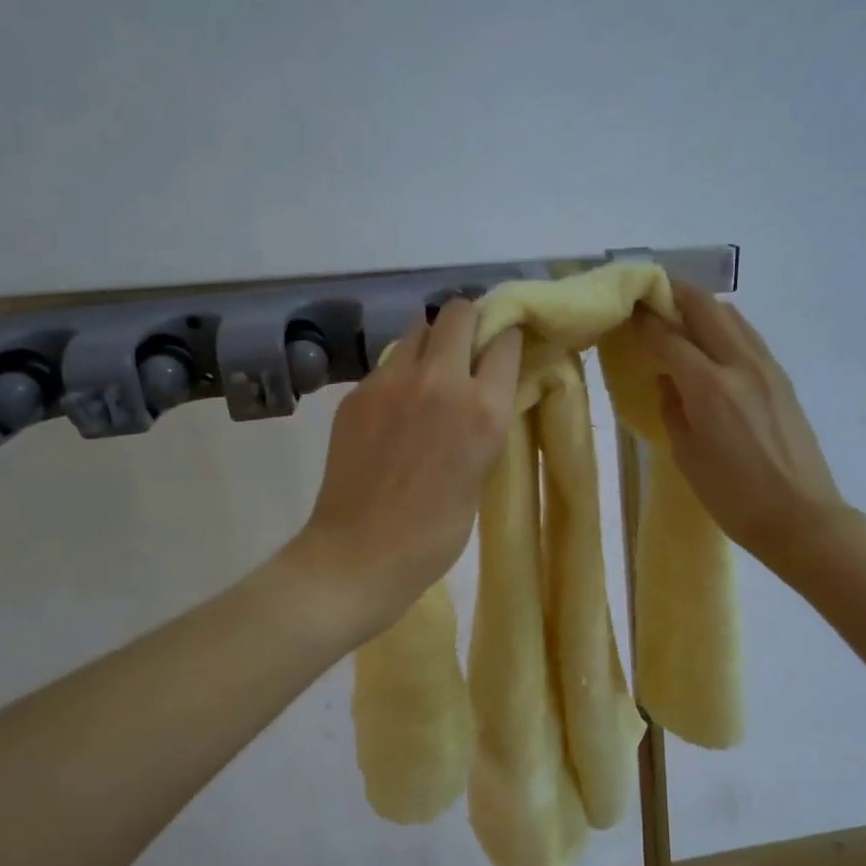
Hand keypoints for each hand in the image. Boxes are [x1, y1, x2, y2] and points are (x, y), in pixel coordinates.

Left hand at [292, 298, 521, 639]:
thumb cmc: (434, 533)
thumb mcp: (479, 475)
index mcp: (483, 409)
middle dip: (469, 322)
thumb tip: (481, 395)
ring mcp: (393, 381)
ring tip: (429, 374)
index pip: (504, 340)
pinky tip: (396, 406)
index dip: (506, 340)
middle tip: (467, 349)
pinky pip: (389, 363)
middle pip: (459, 312)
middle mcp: (441, 381)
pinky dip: (401, 372)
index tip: (503, 348)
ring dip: (432, 341)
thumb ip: (482, 425)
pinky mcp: (359, 392)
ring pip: (419, 328)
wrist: (360, 553)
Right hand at [635, 283, 855, 576]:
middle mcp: (740, 364)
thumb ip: (672, 410)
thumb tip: (668, 381)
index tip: (627, 308)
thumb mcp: (687, 457)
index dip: (644, 320)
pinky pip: (748, 336)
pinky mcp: (782, 378)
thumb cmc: (734, 497)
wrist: (802, 517)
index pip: (669, 337)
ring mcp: (766, 368)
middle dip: (675, 294)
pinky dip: (725, 327)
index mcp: (709, 387)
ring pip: (731, 316)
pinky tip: (713, 342)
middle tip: (651, 296)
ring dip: (702, 307)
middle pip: (705, 308)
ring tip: (679, 313)